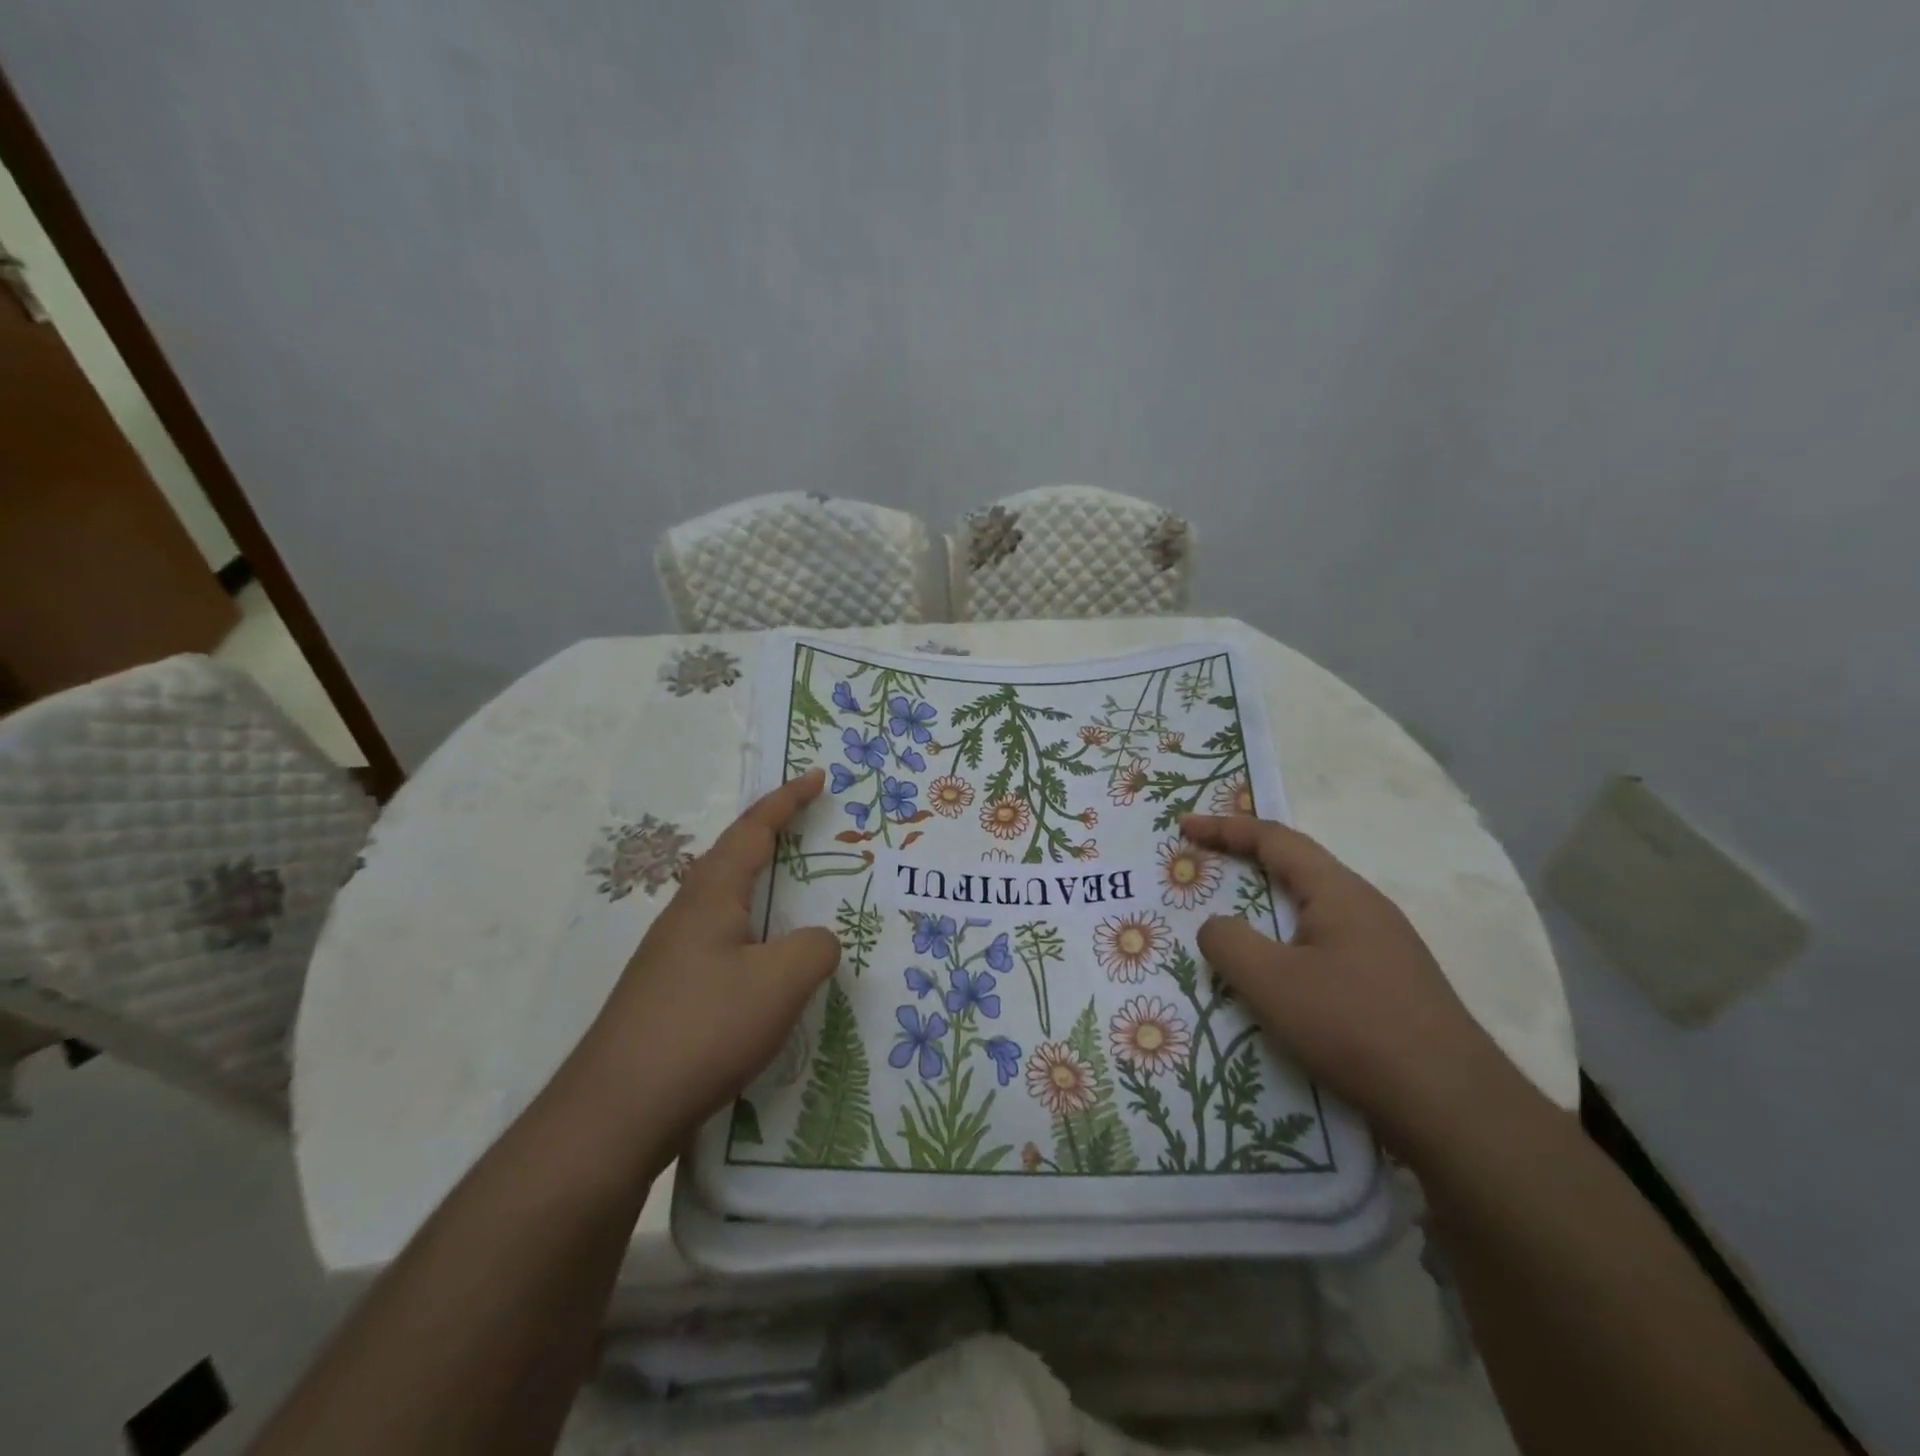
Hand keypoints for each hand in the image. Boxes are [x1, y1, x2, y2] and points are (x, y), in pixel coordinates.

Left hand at [575, 769, 840, 1152]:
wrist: (614, 1114)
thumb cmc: (703, 1028)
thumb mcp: (781, 982)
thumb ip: (816, 948)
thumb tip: (818, 942)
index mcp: (711, 896)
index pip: (753, 830)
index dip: (787, 800)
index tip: (817, 777)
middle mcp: (687, 916)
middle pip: (733, 860)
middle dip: (773, 839)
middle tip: (811, 831)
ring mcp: (672, 958)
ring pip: (727, 907)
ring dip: (764, 893)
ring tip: (799, 901)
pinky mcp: (670, 997)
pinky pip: (725, 948)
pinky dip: (756, 939)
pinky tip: (769, 973)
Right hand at [1182, 812, 1519, 1156]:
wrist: (1453, 1108)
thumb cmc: (1353, 1027)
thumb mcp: (1271, 981)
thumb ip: (1228, 941)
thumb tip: (1217, 926)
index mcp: (1339, 893)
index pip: (1275, 840)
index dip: (1225, 828)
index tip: (1184, 826)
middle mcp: (1366, 909)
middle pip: (1296, 870)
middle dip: (1246, 864)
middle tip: (1204, 868)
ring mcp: (1384, 949)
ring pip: (1310, 913)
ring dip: (1267, 911)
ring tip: (1231, 926)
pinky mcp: (1389, 987)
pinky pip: (1324, 948)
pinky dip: (1287, 947)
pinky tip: (1276, 981)